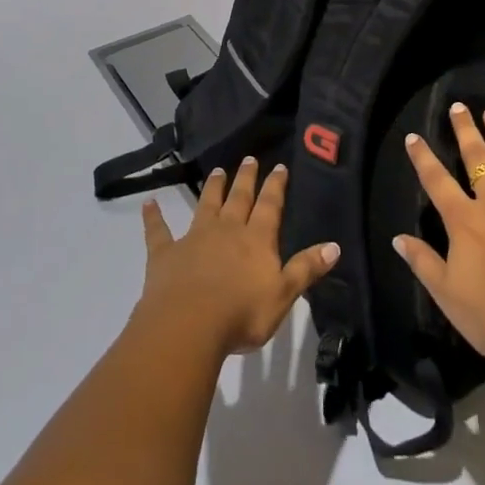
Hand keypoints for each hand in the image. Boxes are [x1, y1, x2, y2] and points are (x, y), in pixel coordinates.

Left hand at [137, 158, 338, 361]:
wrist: (189, 325)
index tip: (278, 166)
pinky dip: (154, 217)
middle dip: (246, 179)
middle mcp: (227, 230)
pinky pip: (159, 231)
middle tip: (248, 159)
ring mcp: (194, 238)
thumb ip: (306, 268)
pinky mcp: (166, 253)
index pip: (270, 206)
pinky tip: (149, 203)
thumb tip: (335, 245)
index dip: (275, 186)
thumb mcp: (283, 294)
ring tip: (217, 171)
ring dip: (212, 188)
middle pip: (239, 198)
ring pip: (206, 205)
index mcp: (256, 239)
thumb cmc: (242, 314)